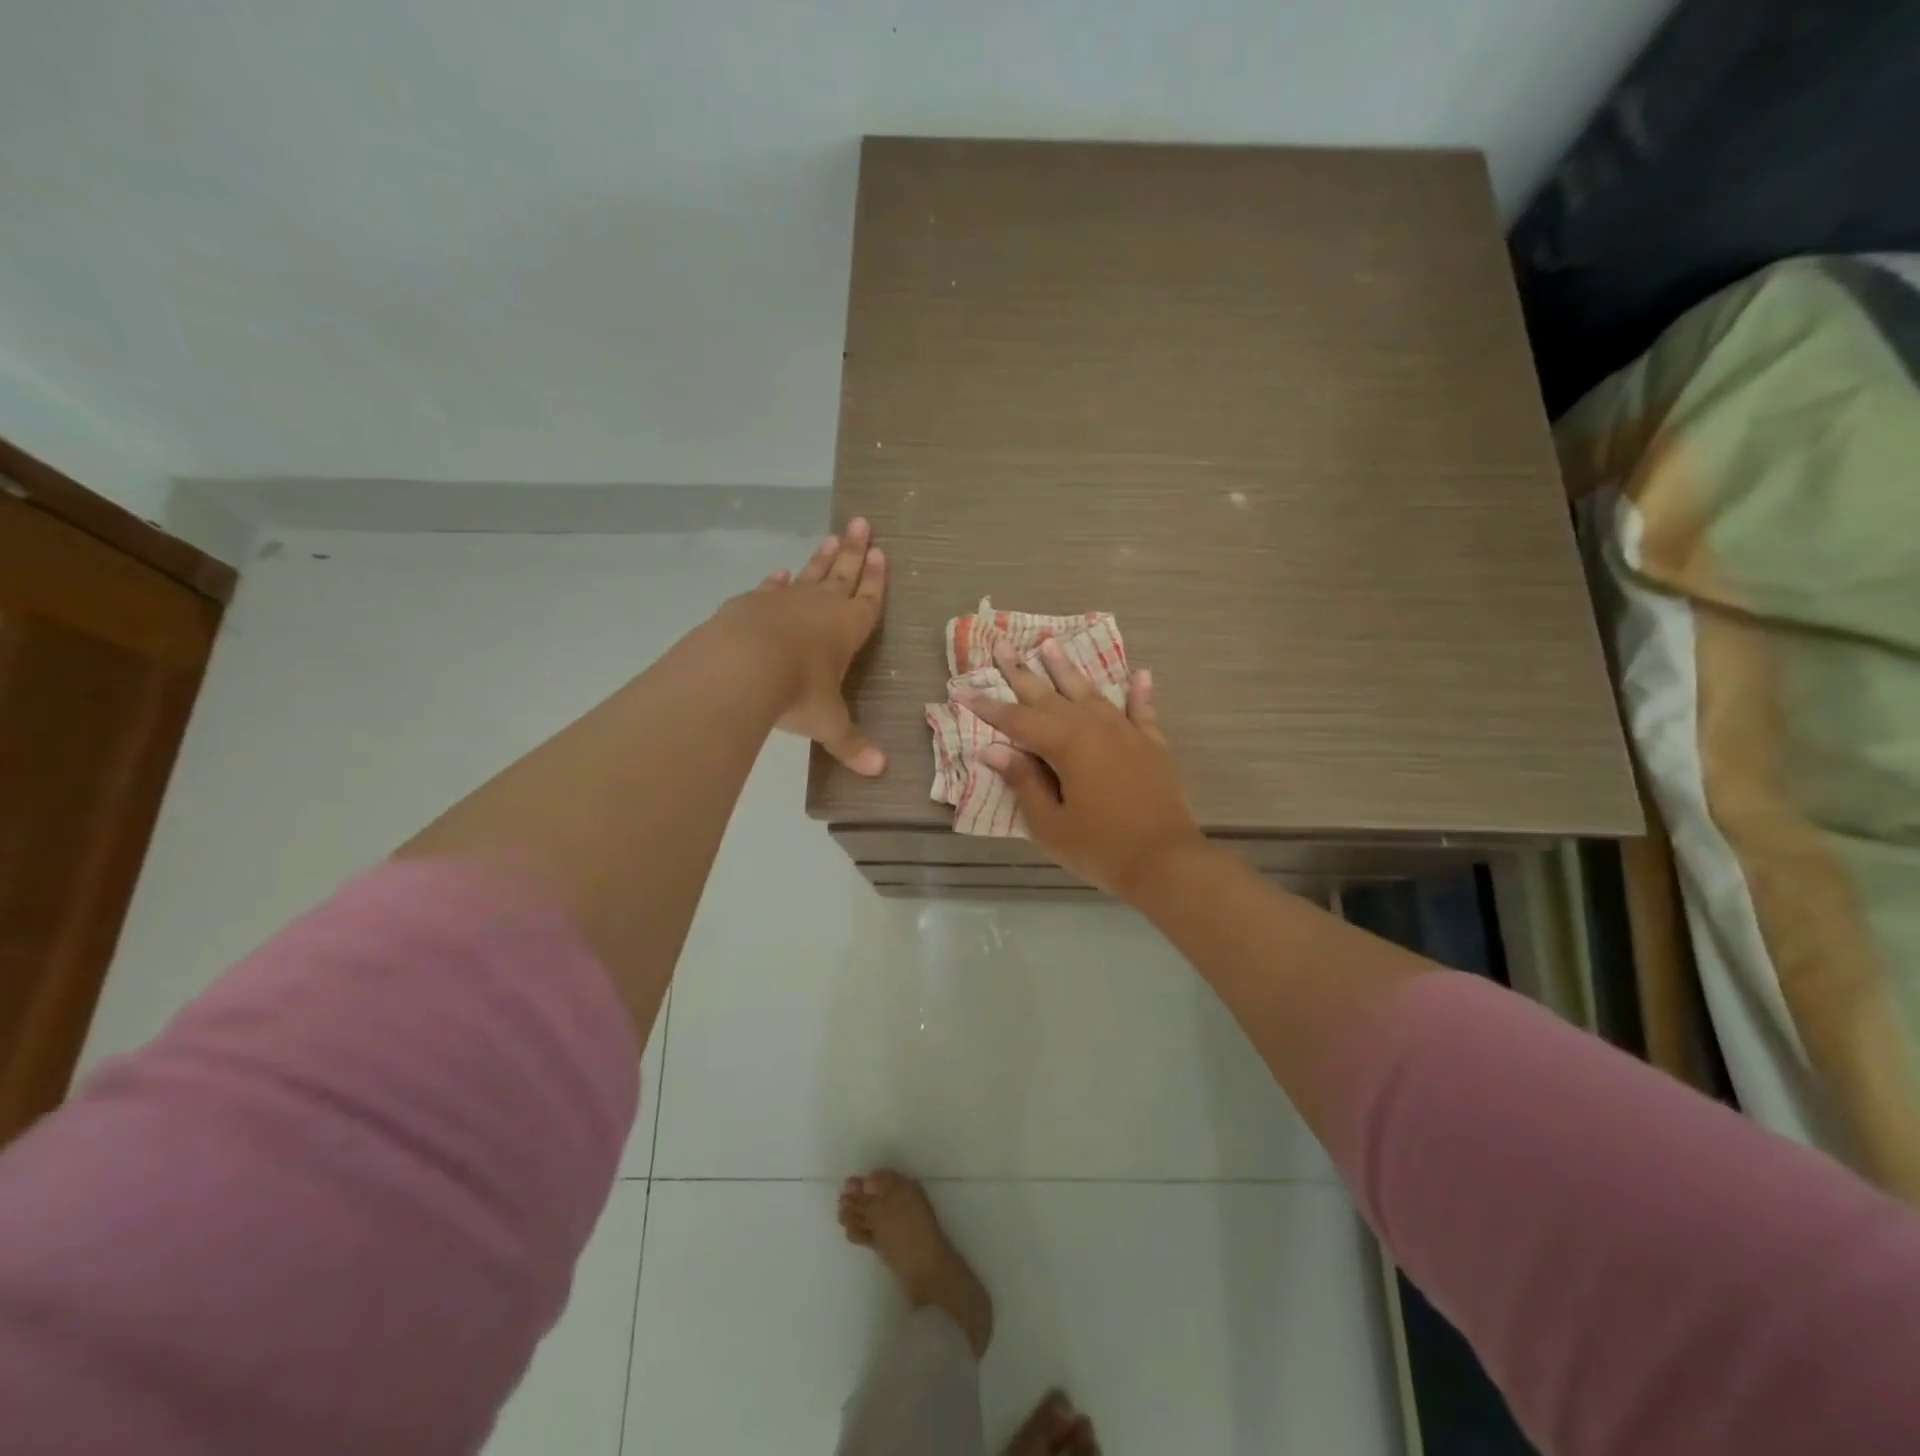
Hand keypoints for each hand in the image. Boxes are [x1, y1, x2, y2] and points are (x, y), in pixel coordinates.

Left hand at [711, 519, 886, 774]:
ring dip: (821, 557)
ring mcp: (784, 601)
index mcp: (848, 628)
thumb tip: (878, 771)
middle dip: (854, 551)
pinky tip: (779, 572)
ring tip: (832, 537)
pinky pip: (771, 588)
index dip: (876, 579)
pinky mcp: (751, 604)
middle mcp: (820, 607)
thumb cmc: (797, 691)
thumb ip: (850, 744)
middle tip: (861, 523)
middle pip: (842, 573)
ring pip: (809, 573)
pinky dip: (777, 581)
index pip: (869, 599)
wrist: (741, 665)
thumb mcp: (828, 723)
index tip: (881, 553)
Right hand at [969, 638, 1203, 899]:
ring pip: (1091, 693)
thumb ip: (1024, 782)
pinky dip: (1139, 693)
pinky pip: (1142, 711)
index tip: (962, 691)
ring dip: (1068, 669)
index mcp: (1066, 746)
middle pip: (1050, 696)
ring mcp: (1127, 733)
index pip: (1018, 721)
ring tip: (1050, 644)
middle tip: (1002, 645)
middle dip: (1022, 673)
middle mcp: (1095, 728)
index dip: (988, 708)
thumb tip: (994, 750)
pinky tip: (1139, 674)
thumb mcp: (1050, 824)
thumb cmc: (1100, 847)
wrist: (1166, 861)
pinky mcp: (1153, 745)